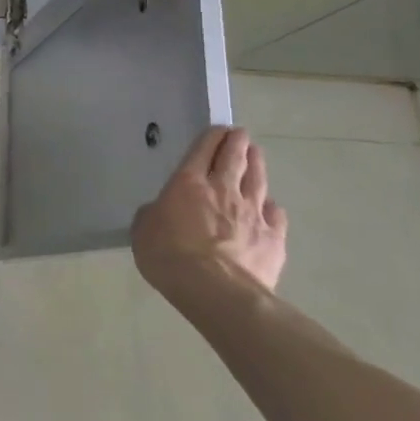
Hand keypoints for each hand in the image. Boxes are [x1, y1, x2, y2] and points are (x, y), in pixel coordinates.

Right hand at [132, 126, 286, 297]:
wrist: (216, 291)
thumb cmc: (169, 255)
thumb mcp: (143, 229)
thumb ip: (154, 213)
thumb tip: (162, 211)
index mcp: (188, 183)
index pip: (202, 150)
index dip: (211, 137)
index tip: (219, 129)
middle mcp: (223, 190)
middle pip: (234, 158)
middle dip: (237, 143)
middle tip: (241, 134)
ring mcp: (252, 213)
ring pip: (257, 180)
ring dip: (257, 164)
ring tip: (256, 154)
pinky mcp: (273, 238)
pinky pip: (276, 214)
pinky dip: (272, 206)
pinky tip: (271, 206)